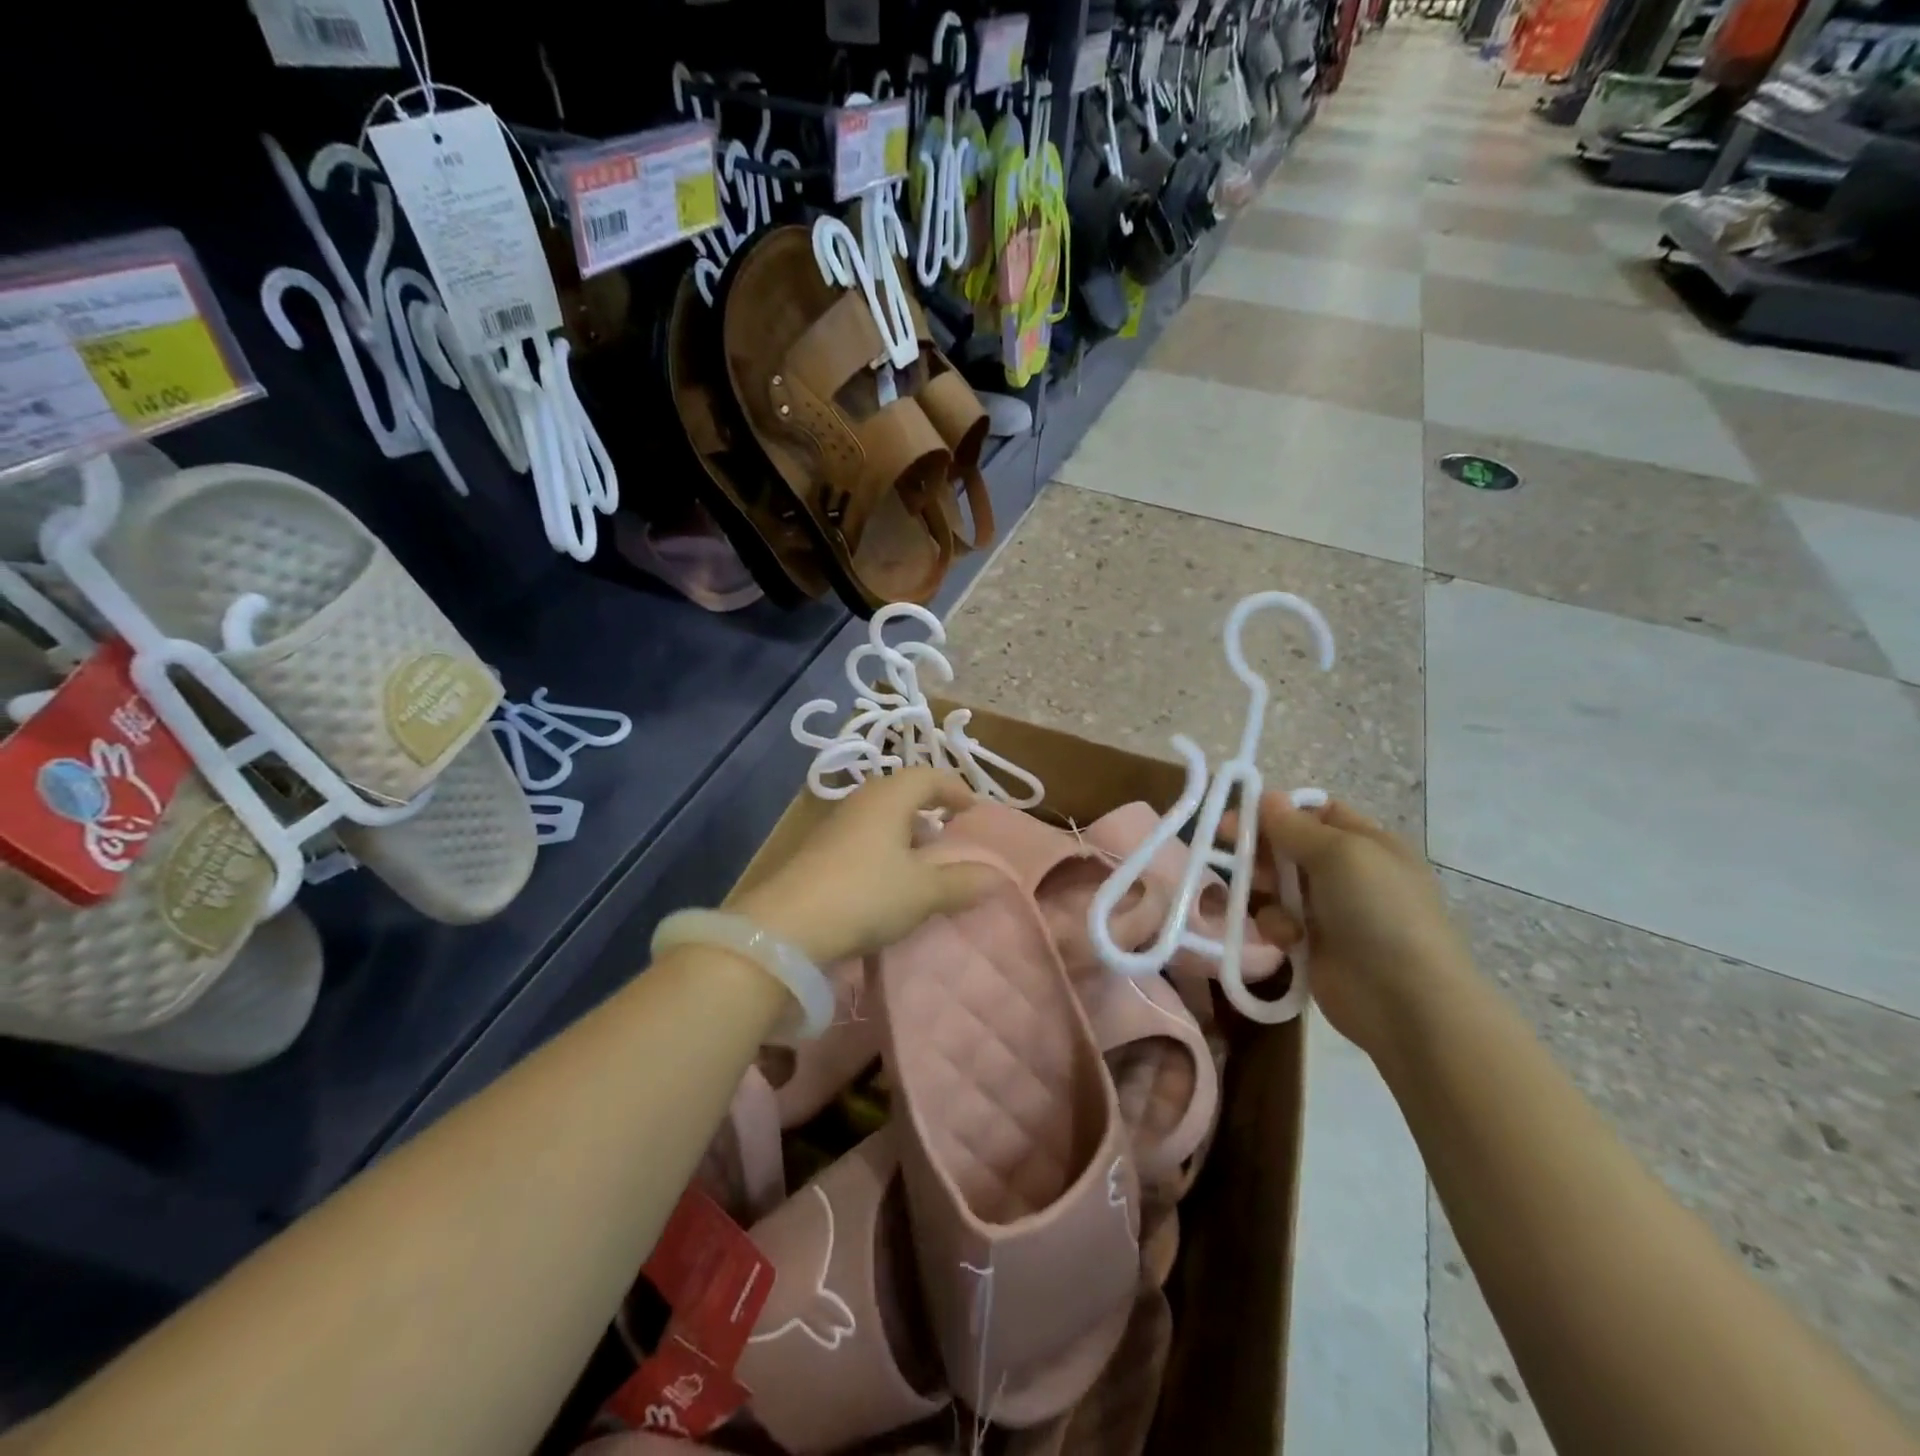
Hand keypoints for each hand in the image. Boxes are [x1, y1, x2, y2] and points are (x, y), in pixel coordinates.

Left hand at [732, 769, 1001, 965]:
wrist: (787, 927)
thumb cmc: (866, 895)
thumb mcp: (923, 892)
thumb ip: (963, 882)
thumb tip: (998, 876)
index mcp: (890, 797)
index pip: (929, 776)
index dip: (955, 790)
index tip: (973, 811)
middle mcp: (861, 801)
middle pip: (902, 793)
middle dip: (929, 810)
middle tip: (949, 835)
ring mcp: (835, 826)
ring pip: (881, 817)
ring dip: (905, 833)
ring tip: (923, 863)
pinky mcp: (818, 852)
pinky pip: (863, 838)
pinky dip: (884, 850)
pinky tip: (888, 881)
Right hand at [1246, 795, 1474, 1059]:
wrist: (1405, 999)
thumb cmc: (1379, 911)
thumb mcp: (1340, 854)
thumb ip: (1295, 827)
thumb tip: (1267, 797)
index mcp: (1367, 843)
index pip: (1317, 813)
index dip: (1279, 810)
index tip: (1240, 813)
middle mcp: (1349, 873)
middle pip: (1290, 848)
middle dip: (1261, 849)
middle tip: (1229, 852)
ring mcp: (1331, 912)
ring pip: (1278, 885)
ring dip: (1263, 889)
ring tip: (1258, 897)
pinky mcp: (1312, 947)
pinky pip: (1279, 922)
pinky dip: (1275, 926)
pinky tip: (1286, 938)